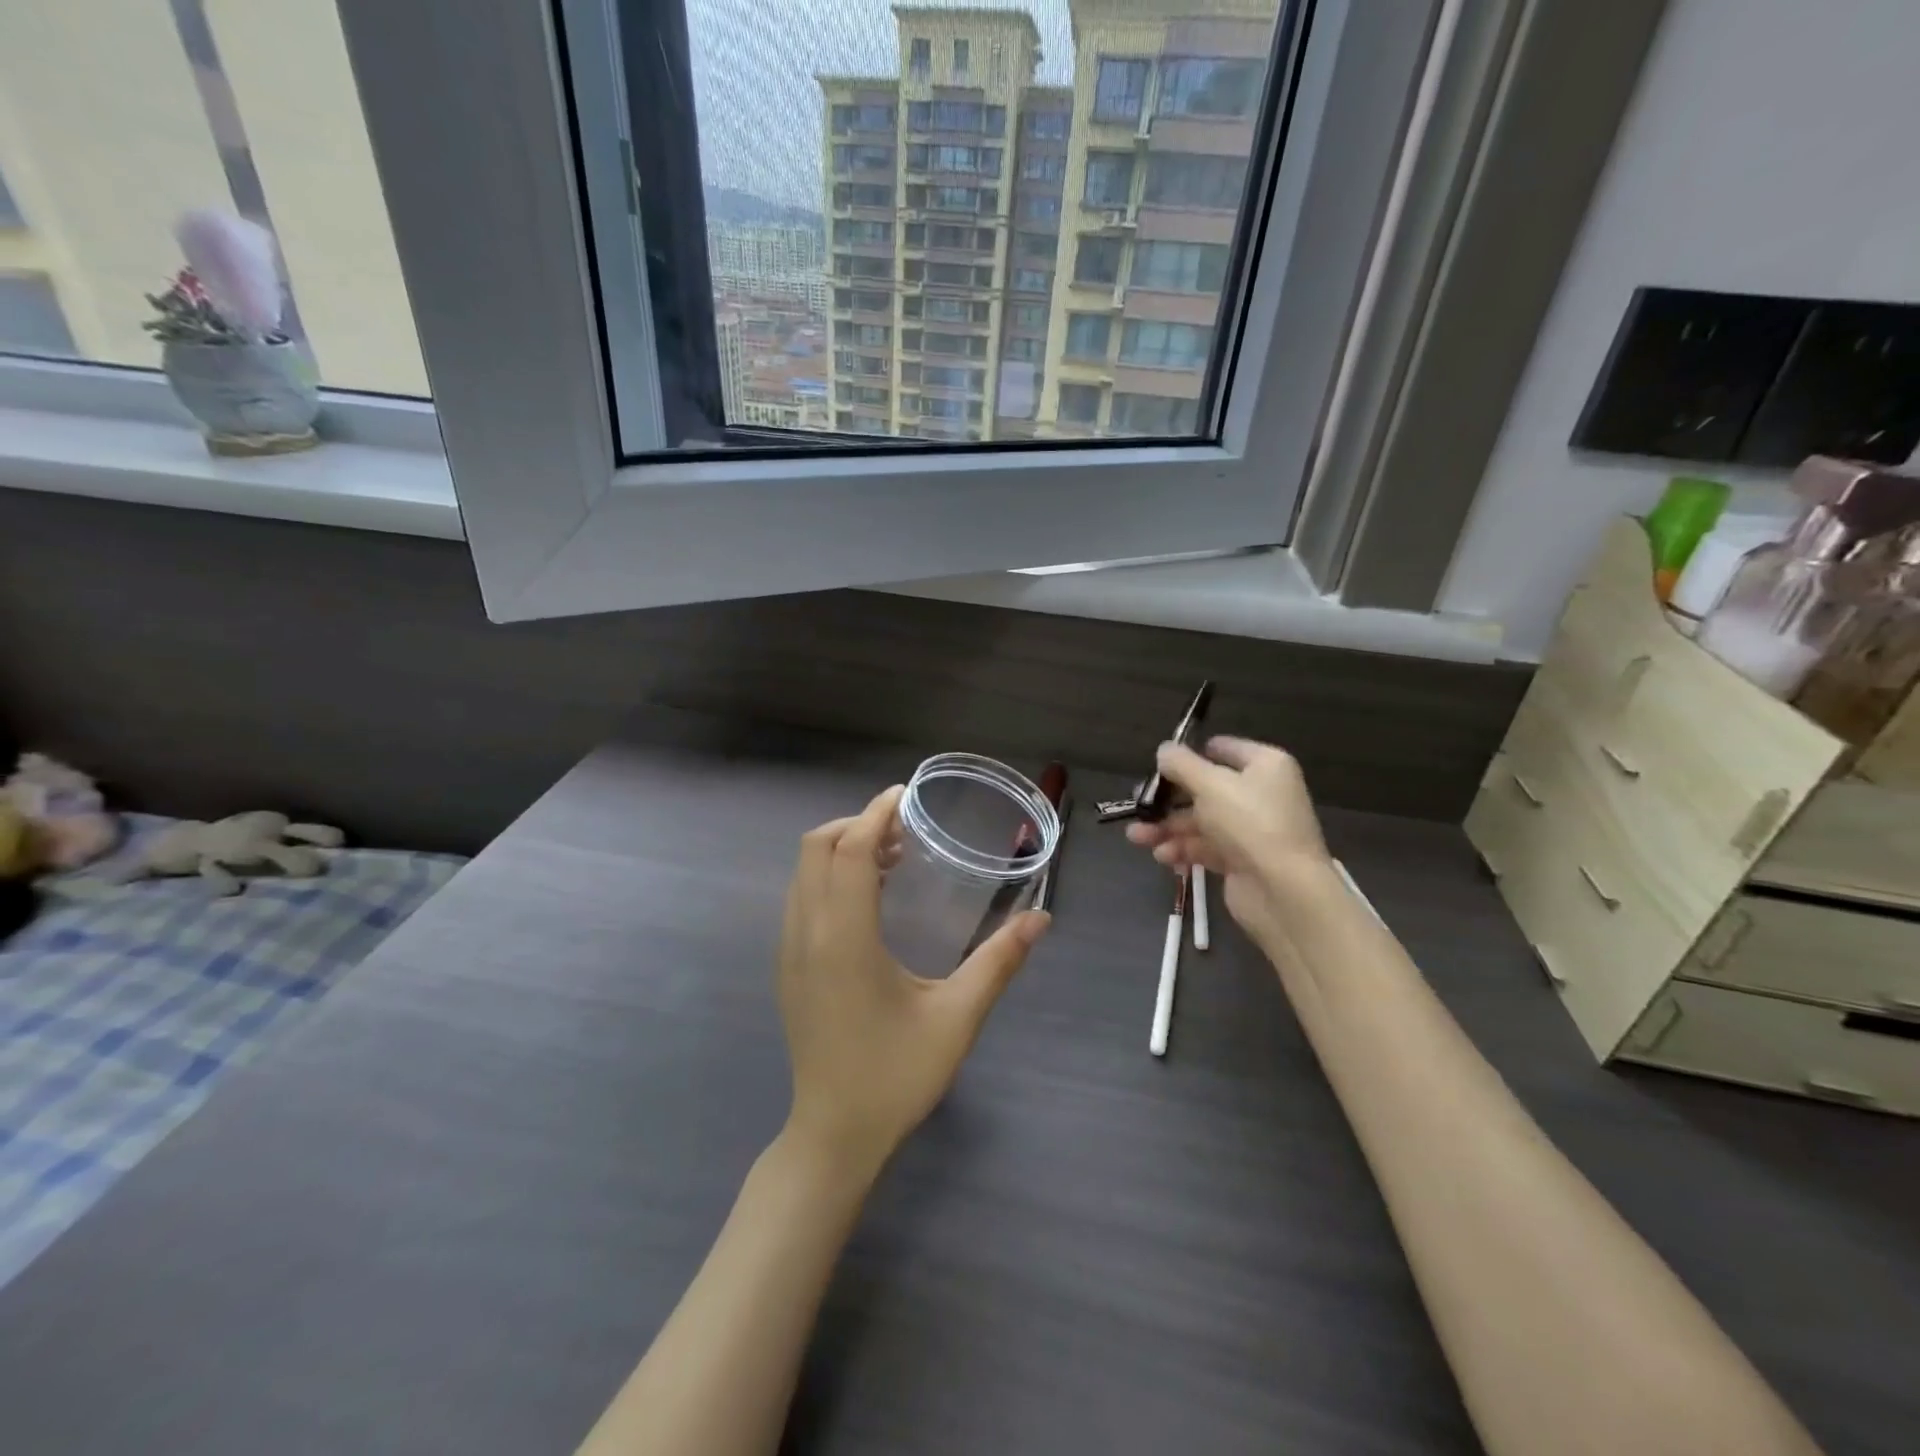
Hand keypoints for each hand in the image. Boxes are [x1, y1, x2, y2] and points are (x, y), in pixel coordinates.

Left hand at [777, 785, 1049, 1182]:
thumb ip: (998, 962)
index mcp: (844, 938)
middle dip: (857, 825)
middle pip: (817, 848)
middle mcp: (807, 933)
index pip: (848, 850)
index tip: (905, 796)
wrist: (834, 1135)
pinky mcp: (788, 967)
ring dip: (842, 849)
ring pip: (804, 872)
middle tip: (905, 831)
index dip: (874, 814)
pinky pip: (801, 898)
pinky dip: (829, 876)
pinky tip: (868, 900)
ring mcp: (790, 951)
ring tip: (892, 858)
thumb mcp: (956, 1018)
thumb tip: (1041, 919)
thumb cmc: (896, 1076)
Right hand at [1126, 736, 1330, 930]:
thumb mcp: (1210, 784)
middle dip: (1168, 800)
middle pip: (1205, 789)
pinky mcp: (1242, 861)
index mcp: (1264, 766)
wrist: (1283, 891)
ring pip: (1200, 821)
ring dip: (1167, 828)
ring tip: (1137, 838)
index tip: (1159, 766)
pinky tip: (1161, 856)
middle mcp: (1260, 794)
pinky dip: (1182, 850)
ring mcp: (1251, 830)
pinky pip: (1206, 848)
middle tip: (1139, 806)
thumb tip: (1164, 749)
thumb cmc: (1249, 823)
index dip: (1191, 755)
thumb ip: (1181, 764)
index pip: (1223, 749)